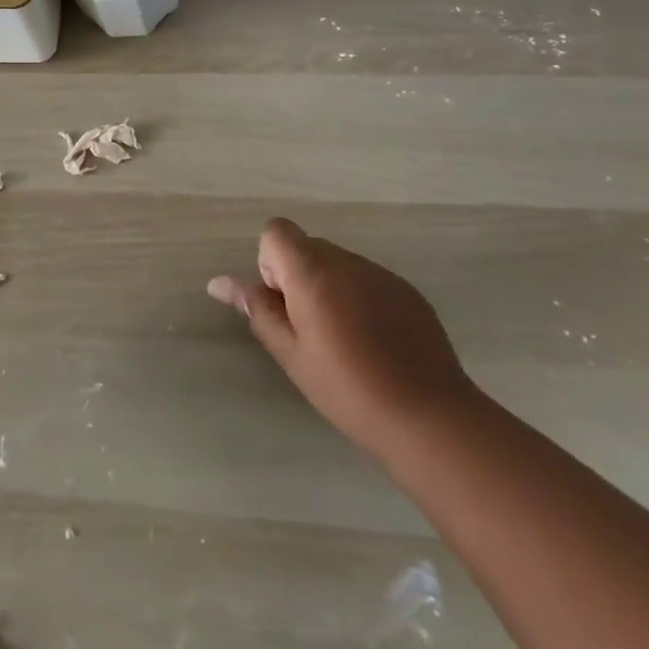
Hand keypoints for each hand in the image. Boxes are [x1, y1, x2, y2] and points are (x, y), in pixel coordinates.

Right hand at [208, 218, 478, 462]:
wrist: (428, 417)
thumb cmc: (347, 389)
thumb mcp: (291, 354)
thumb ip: (257, 310)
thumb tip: (220, 282)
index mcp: (313, 271)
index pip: (276, 231)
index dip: (270, 263)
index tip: (283, 304)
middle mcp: (346, 261)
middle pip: (306, 246)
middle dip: (297, 277)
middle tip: (307, 330)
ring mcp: (381, 274)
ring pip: (337, 264)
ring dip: (328, 287)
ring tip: (343, 342)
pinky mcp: (407, 291)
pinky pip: (367, 279)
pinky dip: (358, 298)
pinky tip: (373, 344)